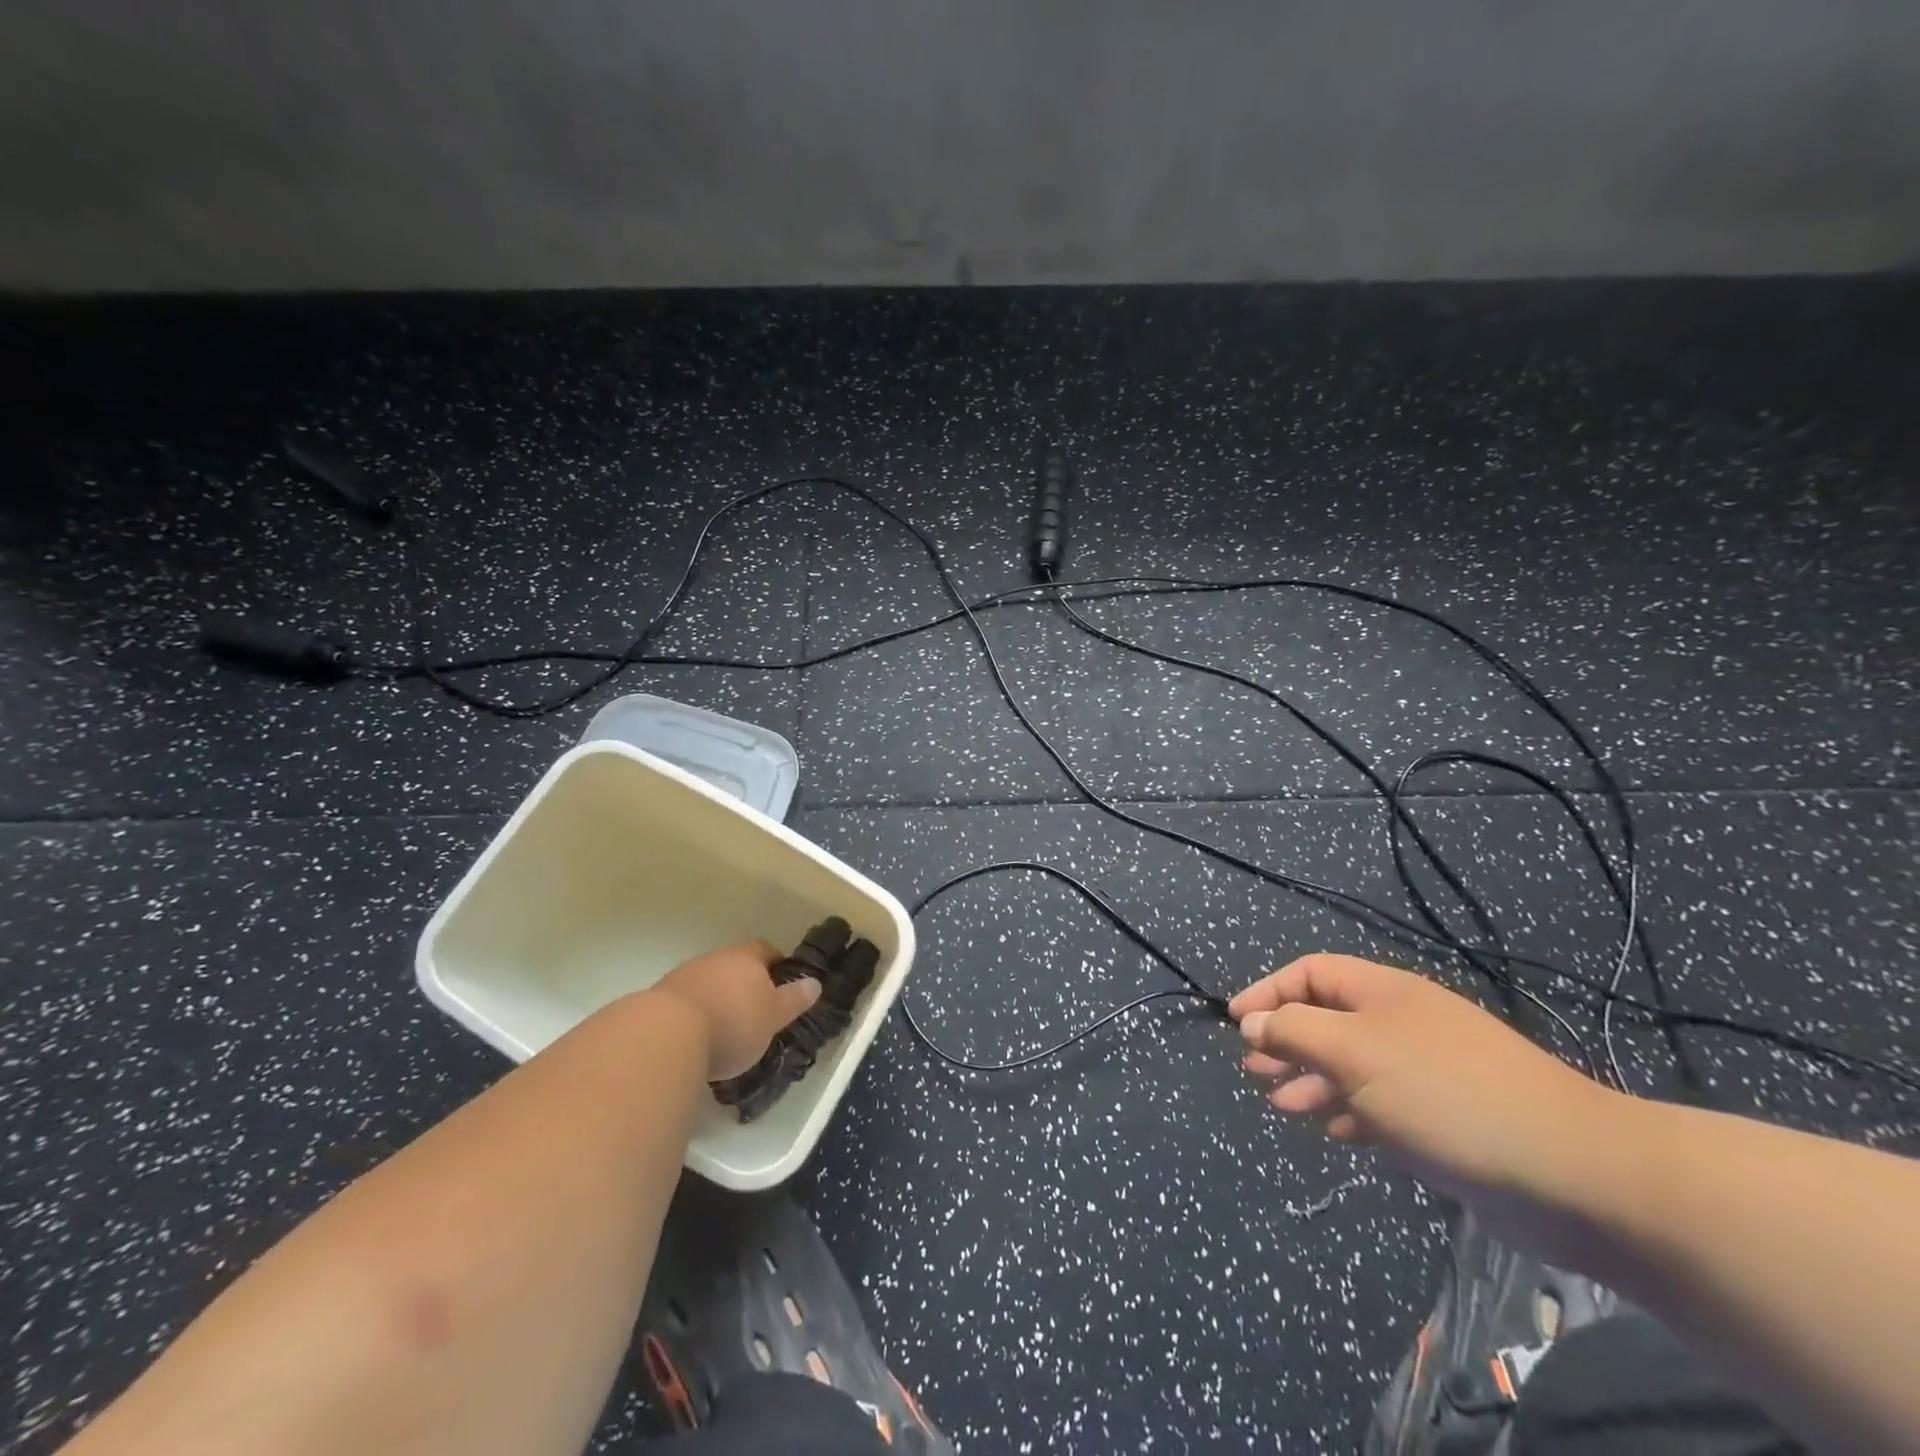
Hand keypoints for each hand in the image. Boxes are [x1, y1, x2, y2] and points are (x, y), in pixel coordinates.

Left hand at [650, 941, 821, 1081]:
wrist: (666, 1035)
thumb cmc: (733, 1022)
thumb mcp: (774, 1015)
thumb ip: (795, 999)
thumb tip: (815, 983)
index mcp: (746, 957)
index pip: (765, 950)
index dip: (775, 965)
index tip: (782, 983)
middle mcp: (715, 959)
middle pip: (734, 966)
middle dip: (744, 985)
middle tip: (756, 1012)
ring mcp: (684, 977)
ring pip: (709, 984)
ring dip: (717, 1001)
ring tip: (726, 1032)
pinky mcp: (659, 1001)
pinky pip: (687, 1004)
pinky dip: (696, 1016)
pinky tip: (698, 1040)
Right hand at [1233, 954, 1625, 1247]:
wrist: (1572, 1170)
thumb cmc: (1444, 1094)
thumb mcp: (1354, 1052)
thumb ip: (1294, 1032)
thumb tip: (1252, 1022)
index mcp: (1383, 993)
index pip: (1310, 973)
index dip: (1269, 991)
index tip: (1235, 1022)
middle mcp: (1402, 1023)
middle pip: (1328, 1017)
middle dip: (1285, 1038)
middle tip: (1251, 1068)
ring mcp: (1427, 1071)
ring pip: (1351, 1064)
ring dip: (1311, 1079)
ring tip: (1280, 1102)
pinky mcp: (1446, 1117)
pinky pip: (1382, 1103)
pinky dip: (1350, 1111)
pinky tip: (1335, 1130)